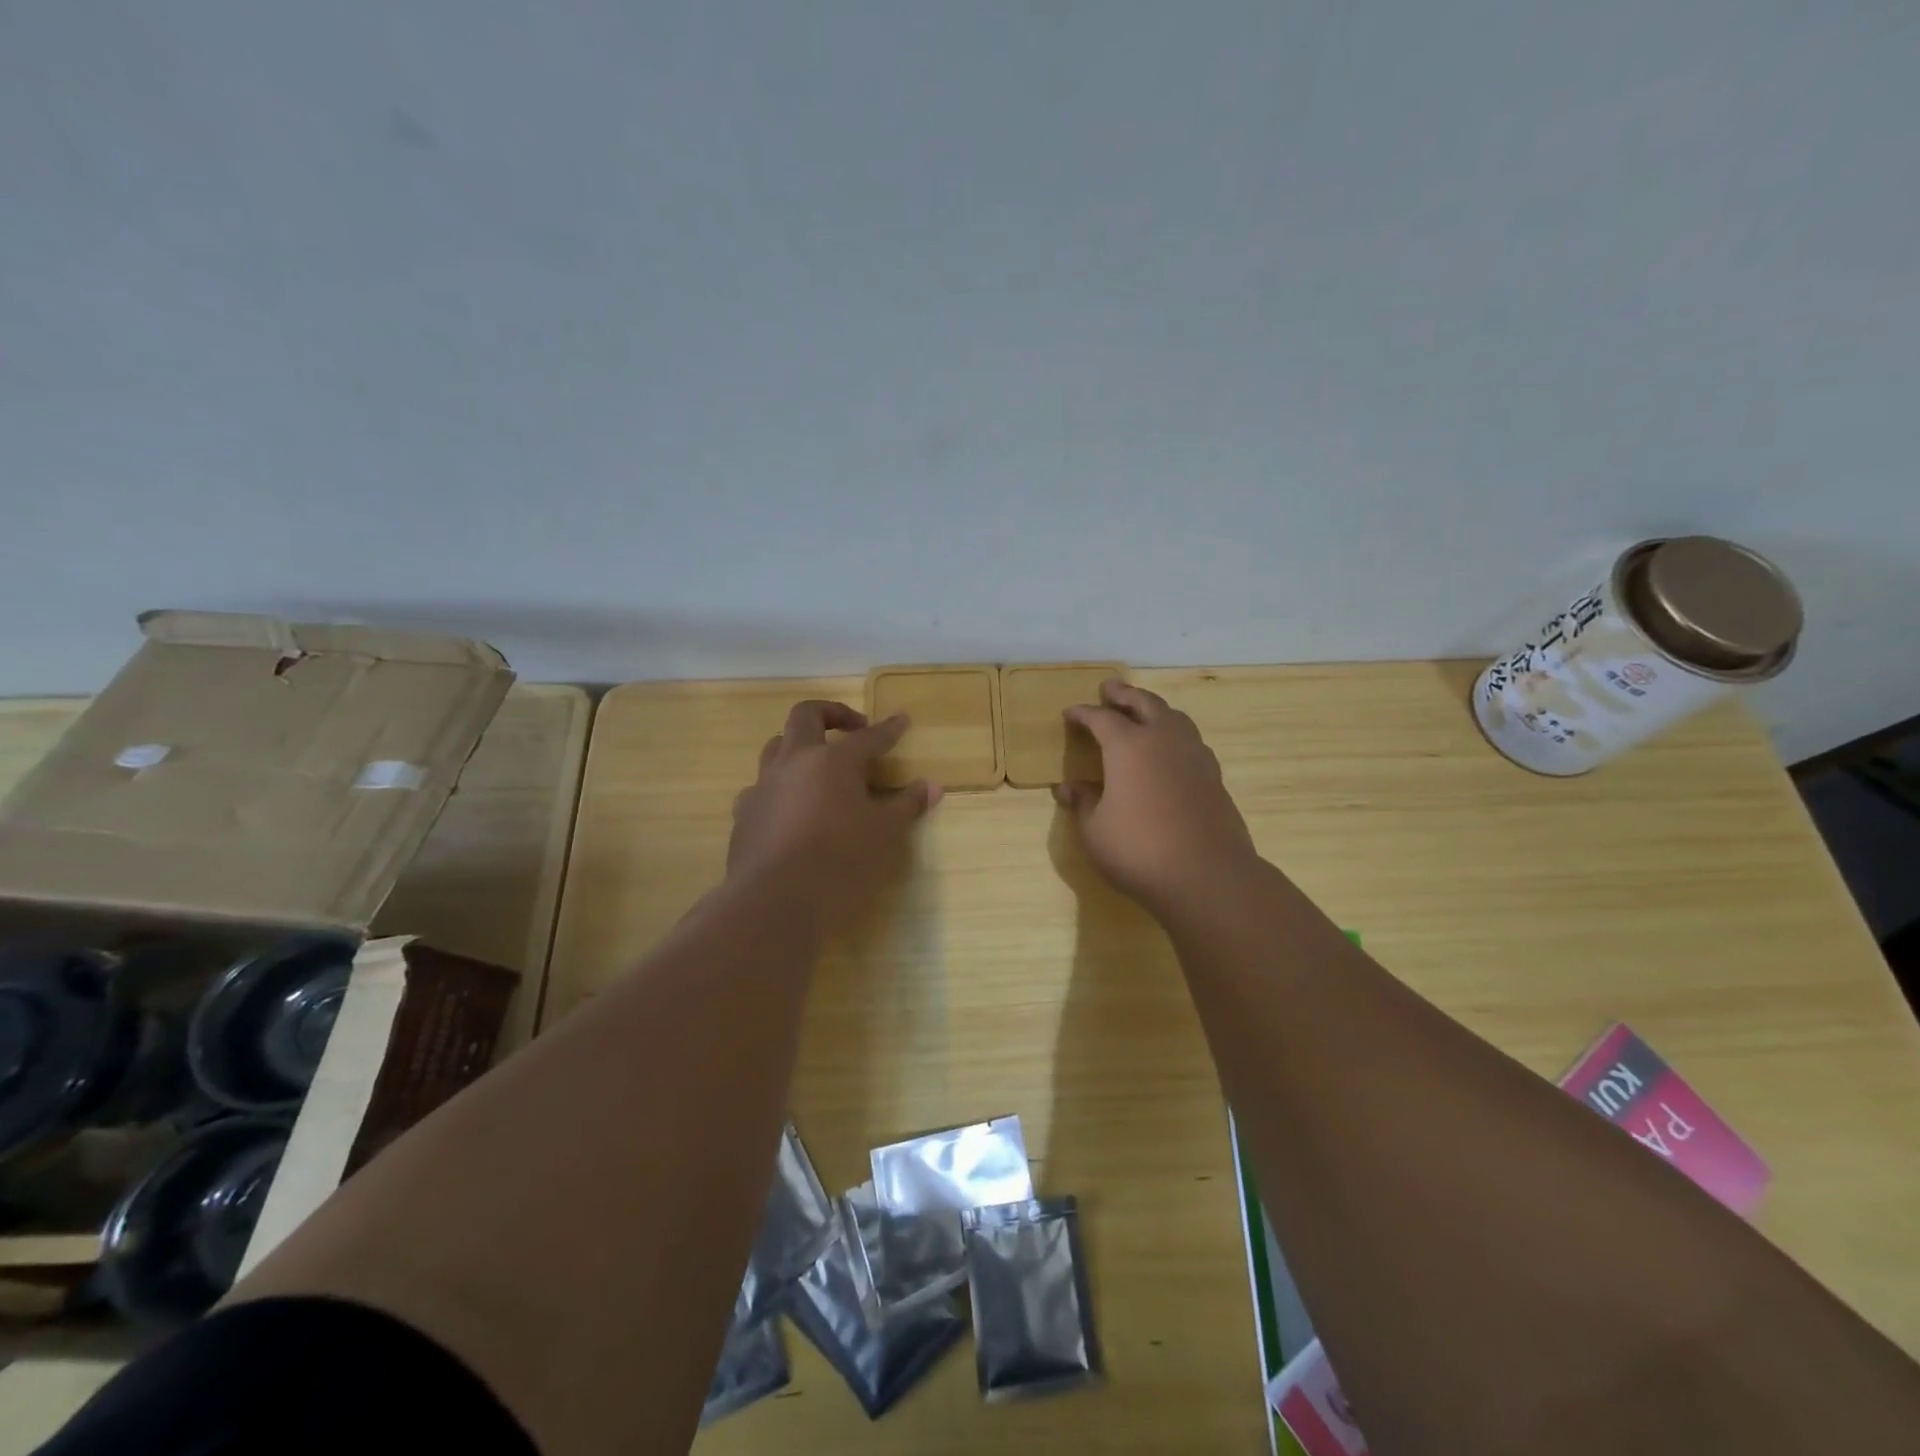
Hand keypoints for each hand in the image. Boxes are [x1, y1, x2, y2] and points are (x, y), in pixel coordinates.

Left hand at [728, 700, 941, 938]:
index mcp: (834, 760)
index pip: (868, 737)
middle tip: (852, 728)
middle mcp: (795, 762)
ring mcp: (764, 786)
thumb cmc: (840, 862)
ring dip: (799, 746)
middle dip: (832, 714)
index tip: (901, 719)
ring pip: (776, 746)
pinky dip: (779, 788)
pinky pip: (761, 787)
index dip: (888, 729)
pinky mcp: (744, 814)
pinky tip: (790, 808)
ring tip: (818, 765)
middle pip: (806, 716)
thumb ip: (907, 805)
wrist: (774, 903)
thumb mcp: (885, 835)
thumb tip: (932, 786)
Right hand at [1052, 681, 1259, 917]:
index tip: (1070, 713)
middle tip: (1110, 688)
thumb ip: (1083, 802)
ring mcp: (1194, 757)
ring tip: (1144, 711)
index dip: (1083, 713)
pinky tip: (1171, 750)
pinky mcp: (1214, 777)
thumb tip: (1068, 787)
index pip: (1101, 719)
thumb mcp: (1095, 830)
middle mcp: (1164, 740)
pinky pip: (1191, 741)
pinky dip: (1175, 734)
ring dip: (1155, 709)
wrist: (1207, 876)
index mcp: (1129, 746)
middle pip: (1144, 704)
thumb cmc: (1139, 849)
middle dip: (1124, 694)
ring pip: (1175, 717)